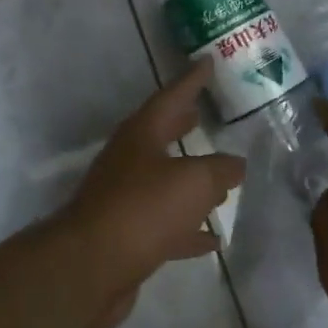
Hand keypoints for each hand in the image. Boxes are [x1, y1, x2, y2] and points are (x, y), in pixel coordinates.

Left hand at [54, 60, 245, 327]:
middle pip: (160, 135)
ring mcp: (124, 198)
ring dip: (190, 179)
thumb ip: (220, 169)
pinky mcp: (127, 235)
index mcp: (141, 135)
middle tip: (203, 112)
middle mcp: (129, 161)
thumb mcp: (194, 181)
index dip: (191, 80)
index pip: (171, 97)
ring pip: (164, 181)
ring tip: (221, 179)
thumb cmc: (144, 209)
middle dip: (182, 124)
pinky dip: (189, 228)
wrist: (91, 266)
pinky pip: (165, 224)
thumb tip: (236, 165)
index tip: (207, 61)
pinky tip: (212, 239)